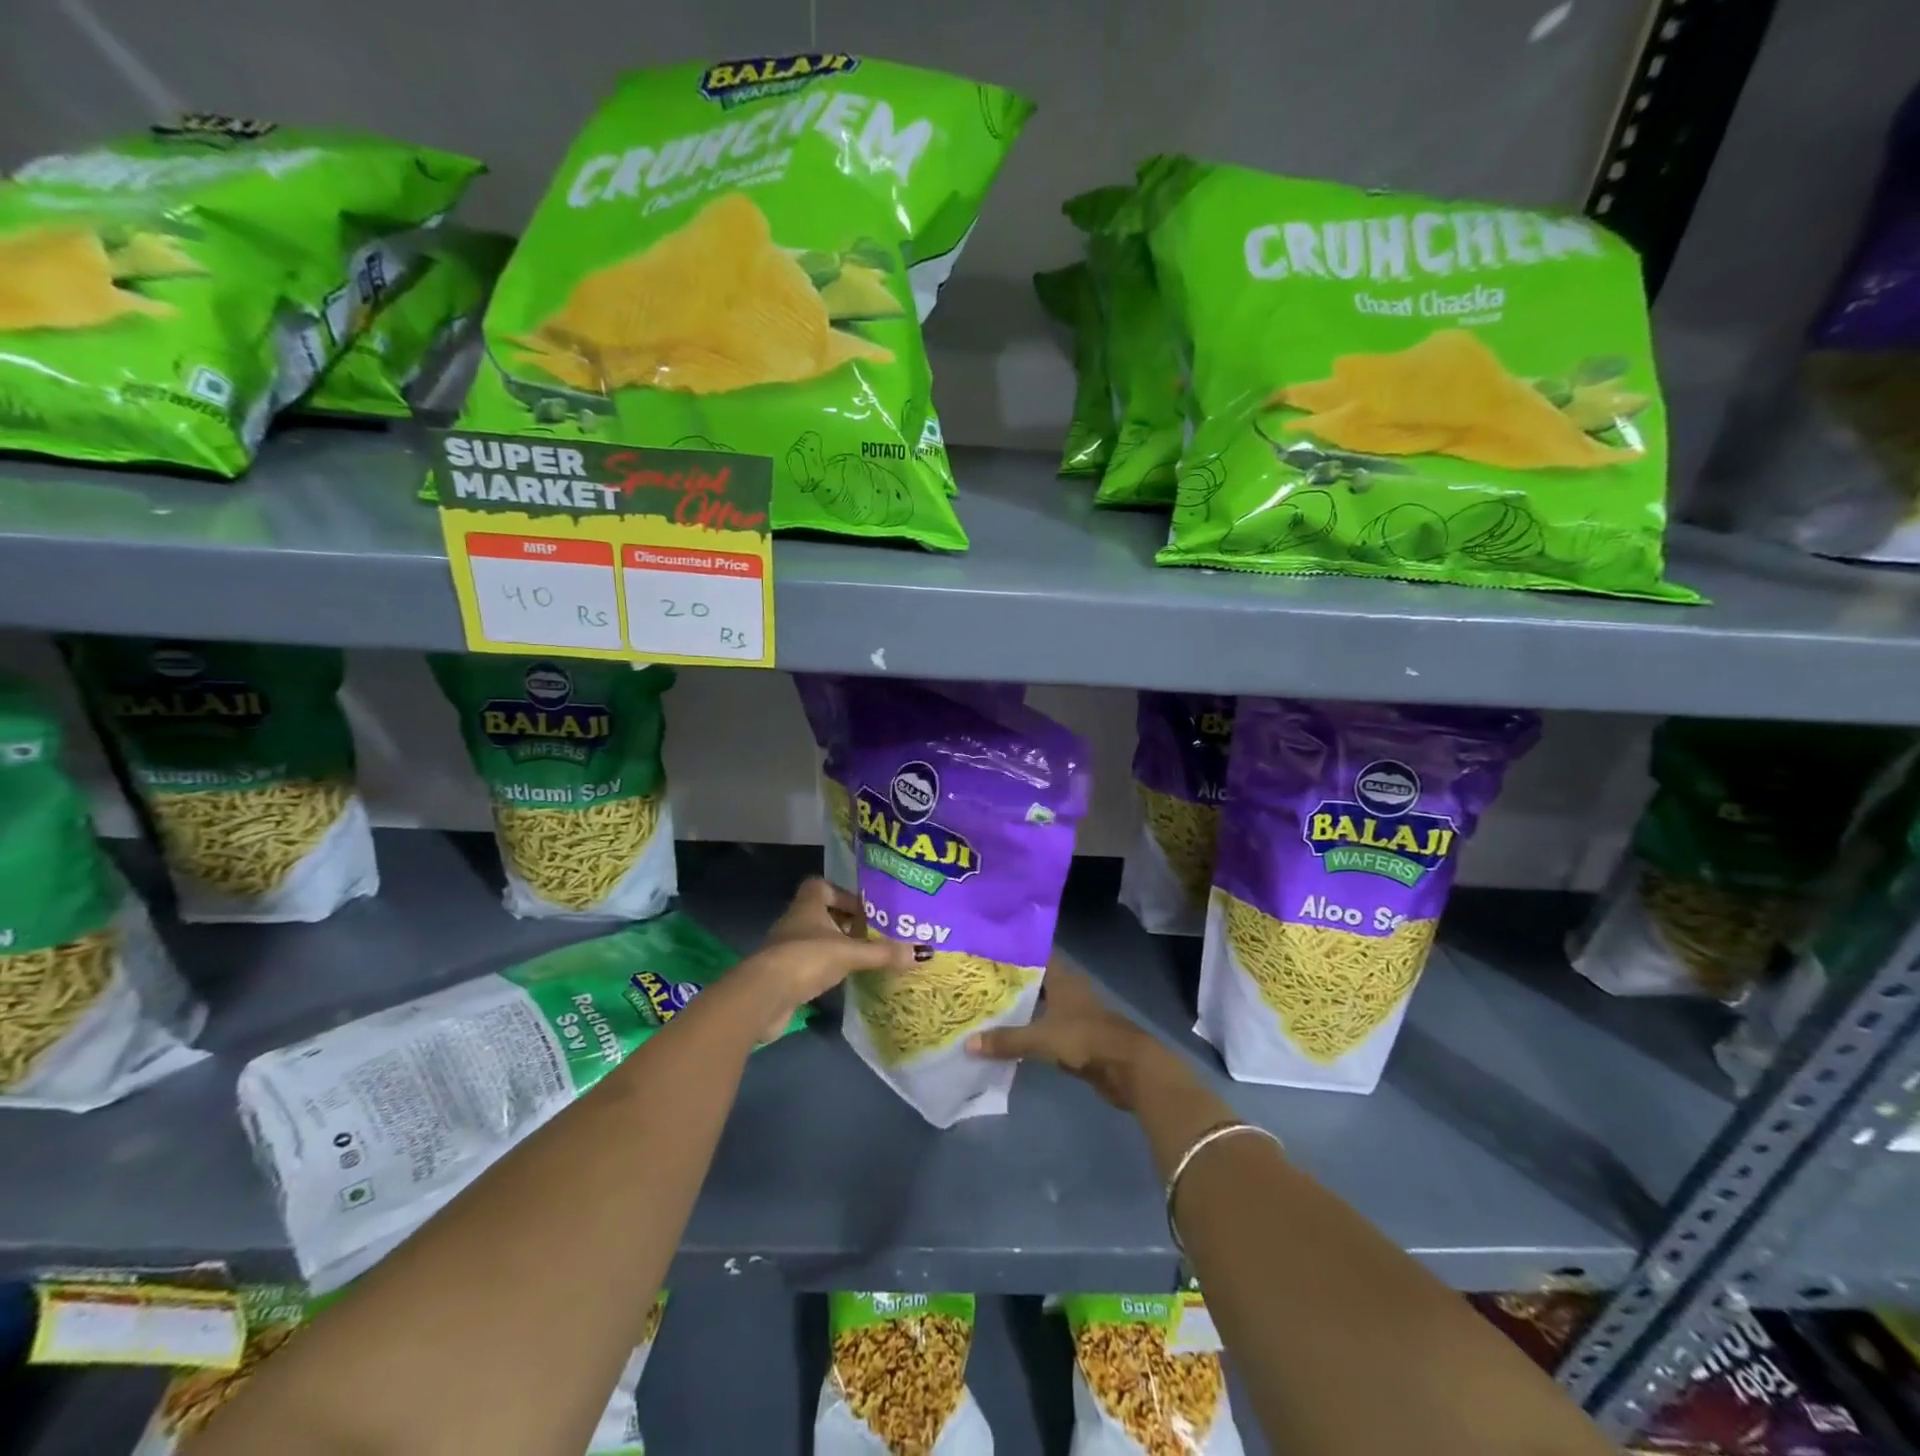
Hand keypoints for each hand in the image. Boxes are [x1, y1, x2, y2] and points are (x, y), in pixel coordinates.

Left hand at [736, 878, 914, 1040]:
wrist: (763, 996)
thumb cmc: (805, 959)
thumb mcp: (849, 954)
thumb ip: (883, 953)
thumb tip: (923, 952)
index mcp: (808, 905)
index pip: (821, 886)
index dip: (843, 894)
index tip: (864, 909)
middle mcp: (795, 921)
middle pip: (822, 913)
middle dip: (846, 922)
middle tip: (873, 934)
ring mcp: (786, 948)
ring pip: (816, 940)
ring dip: (836, 946)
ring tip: (864, 957)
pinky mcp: (783, 974)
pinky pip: (810, 964)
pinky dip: (826, 968)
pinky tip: (843, 979)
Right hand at [966, 957, 1189, 1111]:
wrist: (1128, 1068)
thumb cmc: (1086, 1038)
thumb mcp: (1042, 1037)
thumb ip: (1007, 1040)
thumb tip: (968, 1043)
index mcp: (1062, 978)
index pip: (1034, 955)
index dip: (1011, 953)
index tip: (983, 952)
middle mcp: (1067, 990)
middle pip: (1034, 981)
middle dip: (1008, 983)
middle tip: (975, 983)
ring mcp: (1073, 1014)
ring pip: (1038, 1006)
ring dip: (1017, 1009)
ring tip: (984, 1010)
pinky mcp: (1075, 1038)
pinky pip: (1044, 1030)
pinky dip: (1027, 1032)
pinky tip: (1006, 1038)